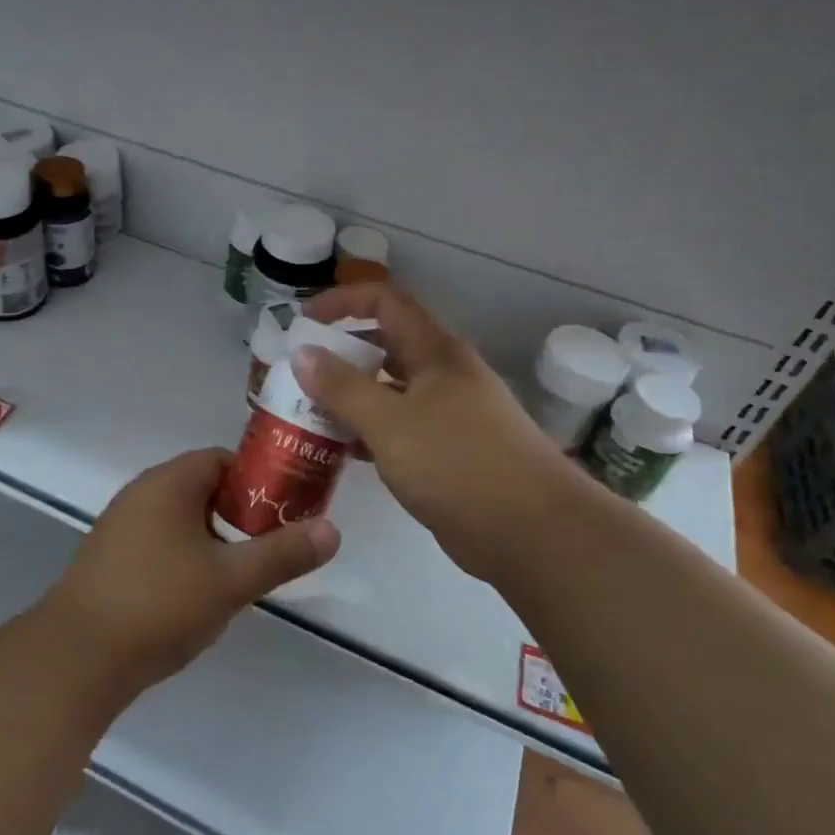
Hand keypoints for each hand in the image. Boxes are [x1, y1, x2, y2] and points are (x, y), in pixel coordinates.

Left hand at [46, 449, 339, 692]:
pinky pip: (160, 543)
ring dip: (214, 540)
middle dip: (240, 515)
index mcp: (169, 482)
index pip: (223, 460)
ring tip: (241, 575)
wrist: (76, 659)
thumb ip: (282, 553)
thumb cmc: (159, 604)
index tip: (286, 510)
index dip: (259, 480)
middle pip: (204, 489)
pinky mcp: (110, 559)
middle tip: (271, 547)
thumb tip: (333, 530)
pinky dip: (186, 558)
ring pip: (183, 520)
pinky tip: (198, 596)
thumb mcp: (230, 579)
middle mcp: (141, 493)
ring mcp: (121, 527)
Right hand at [294, 282, 587, 584]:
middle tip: (299, 376)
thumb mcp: (390, 422)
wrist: (535, 532)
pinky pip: (400, 427)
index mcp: (435, 351)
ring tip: (309, 414)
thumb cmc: (458, 464)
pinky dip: (370, 430)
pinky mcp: (450, 451)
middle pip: (385, 344)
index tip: (304, 324)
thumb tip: (302, 352)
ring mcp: (450, 413)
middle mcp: (443, 374)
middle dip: (340, 354)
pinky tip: (343, 451)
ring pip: (391, 389)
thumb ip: (342, 387)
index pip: (385, 301)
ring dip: (351, 396)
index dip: (342, 302)